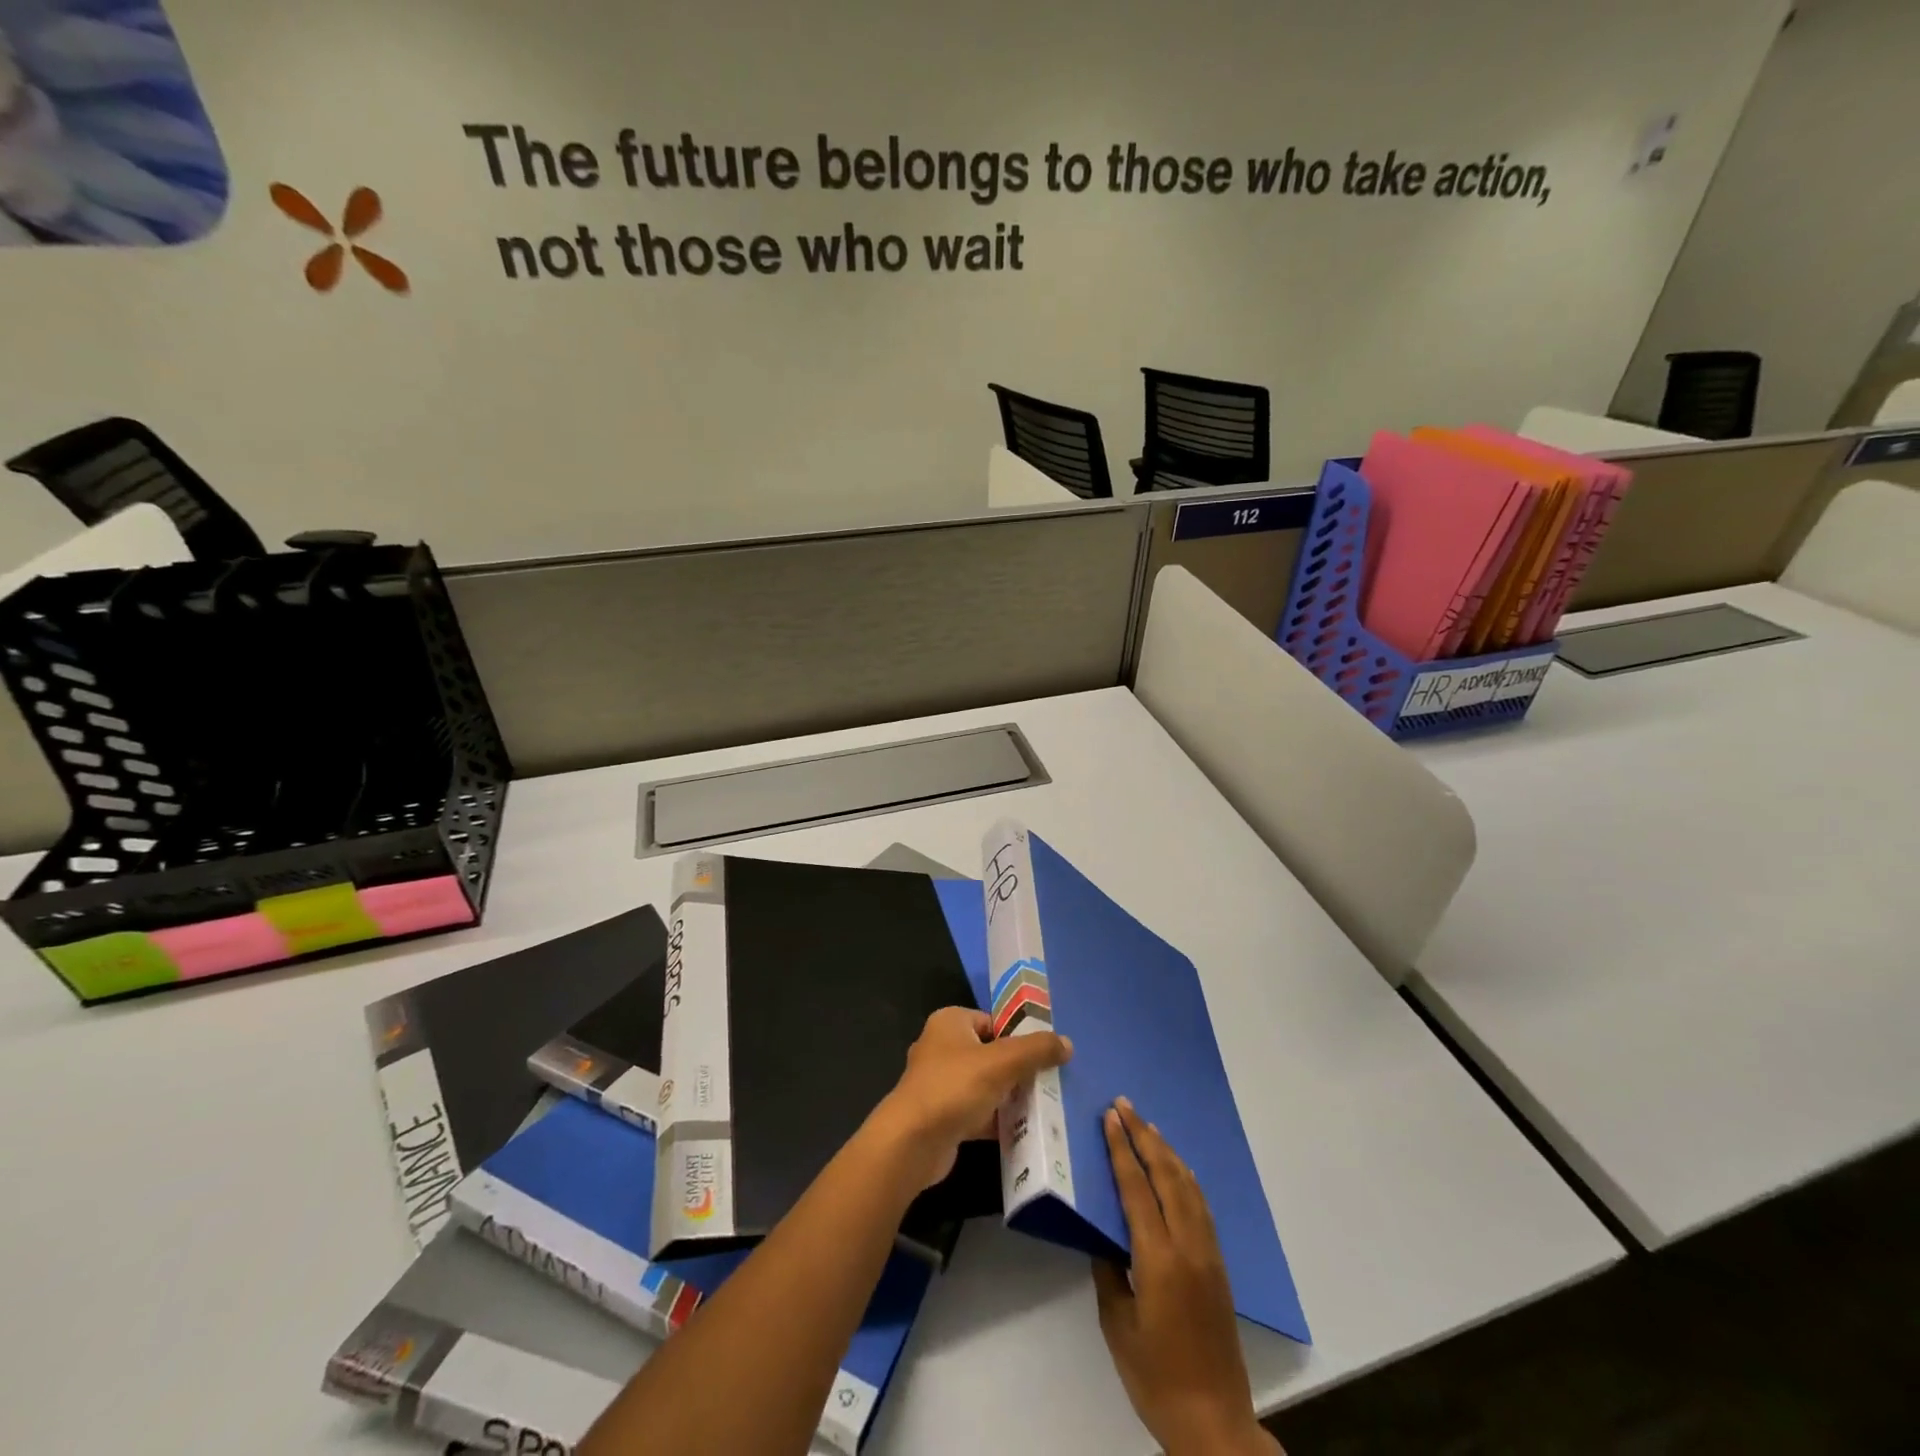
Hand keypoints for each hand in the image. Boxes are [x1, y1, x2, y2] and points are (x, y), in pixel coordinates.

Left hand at [872, 1006, 1071, 1189]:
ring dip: (1009, 1096)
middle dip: (1017, 1069)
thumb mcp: (1002, 1062)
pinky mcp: (941, 1115)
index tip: (1045, 1055)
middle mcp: (942, 1046)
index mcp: (950, 1022)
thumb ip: (1036, 1050)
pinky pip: (977, 1111)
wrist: (912, 1143)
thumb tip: (1067, 1043)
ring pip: (985, 1084)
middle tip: (1048, 1083)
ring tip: (1042, 1107)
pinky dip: (996, 1120)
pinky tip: (1022, 1131)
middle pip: (991, 1053)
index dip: (1019, 1036)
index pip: (993, 1021)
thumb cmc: (955, 1087)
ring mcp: (939, 1083)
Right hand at [1094, 1099, 1278, 1455]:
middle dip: (1144, 1136)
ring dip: (1166, 1151)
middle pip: (1166, 1175)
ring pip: (1188, 1186)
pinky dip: (1184, 1177)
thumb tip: (1103, 1233)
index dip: (1122, 1149)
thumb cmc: (1155, 1376)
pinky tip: (1176, 1169)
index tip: (1110, 1116)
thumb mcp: (1118, 1324)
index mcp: (1159, 1258)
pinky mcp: (1219, 1265)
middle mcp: (1188, 1245)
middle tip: (1125, 1105)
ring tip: (1148, 1126)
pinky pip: (1200, 1205)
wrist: (1214, 1422)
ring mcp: (1209, 1253)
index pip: (1137, 1188)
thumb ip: (1109, 1270)